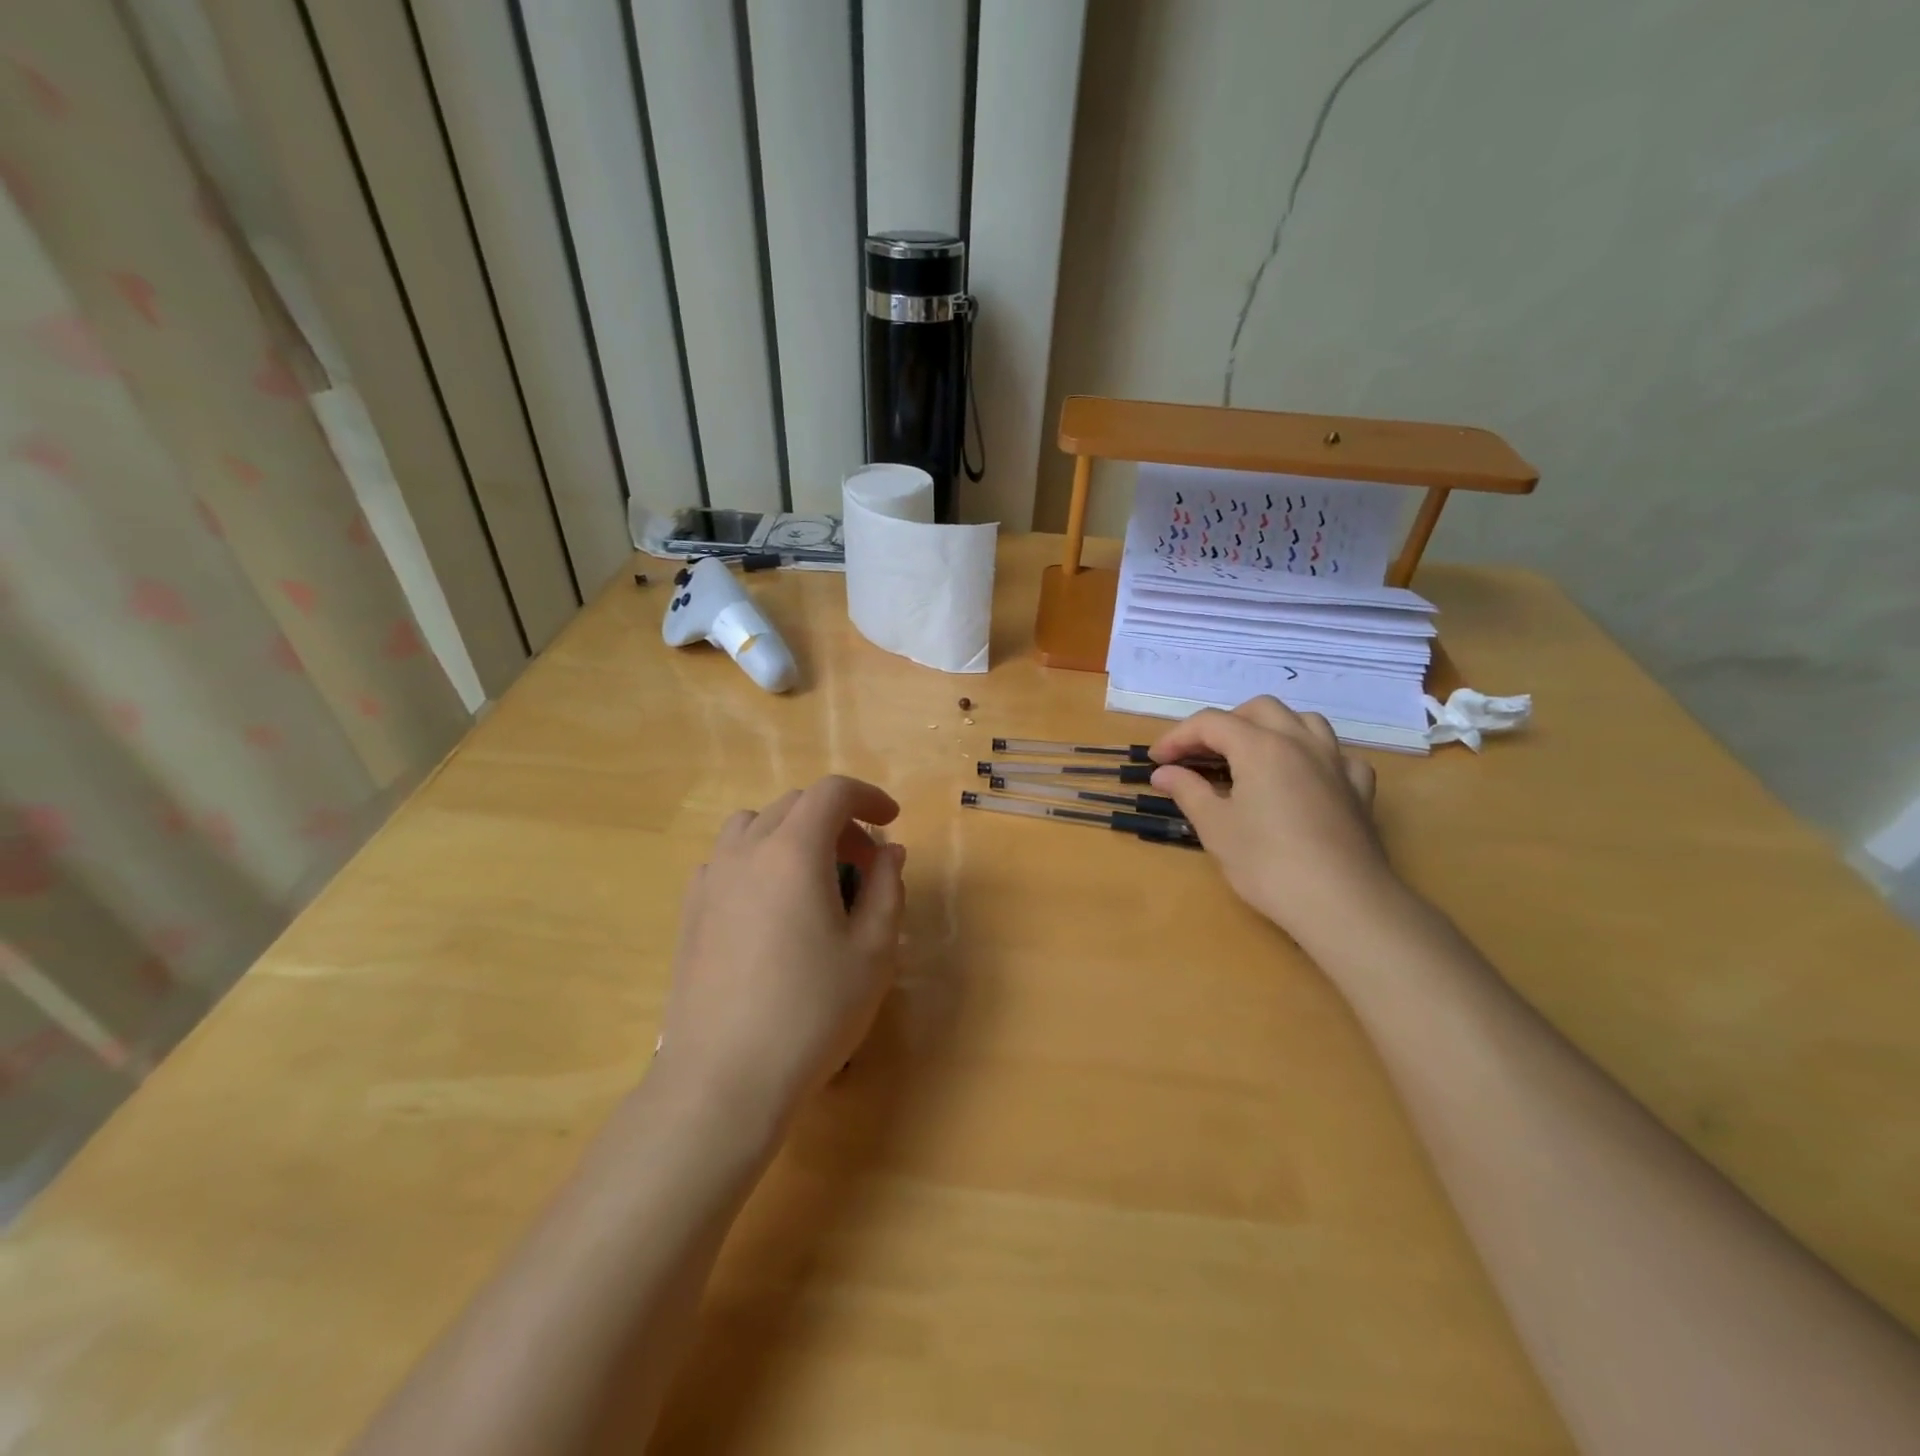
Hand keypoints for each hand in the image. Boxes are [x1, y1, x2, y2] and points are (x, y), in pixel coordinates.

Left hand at [653, 776, 906, 1132]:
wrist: (724, 1079)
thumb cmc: (812, 1013)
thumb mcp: (873, 952)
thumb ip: (886, 889)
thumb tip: (888, 853)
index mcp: (793, 851)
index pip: (832, 793)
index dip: (868, 797)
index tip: (892, 821)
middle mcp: (746, 851)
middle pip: (794, 805)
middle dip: (836, 820)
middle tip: (862, 863)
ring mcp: (710, 879)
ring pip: (754, 825)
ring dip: (792, 834)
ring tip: (813, 878)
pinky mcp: (690, 911)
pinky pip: (727, 859)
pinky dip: (758, 859)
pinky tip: (770, 907)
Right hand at [1149, 697, 1400, 947]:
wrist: (1342, 904)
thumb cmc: (1267, 864)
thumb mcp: (1215, 827)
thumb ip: (1188, 791)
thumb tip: (1164, 772)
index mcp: (1260, 746)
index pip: (1210, 723)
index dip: (1178, 737)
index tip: (1157, 761)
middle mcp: (1300, 742)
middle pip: (1259, 709)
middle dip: (1225, 724)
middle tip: (1201, 755)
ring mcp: (1335, 763)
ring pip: (1304, 721)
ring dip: (1272, 728)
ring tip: (1251, 755)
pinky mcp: (1359, 790)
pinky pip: (1336, 756)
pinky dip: (1314, 757)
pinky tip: (1305, 778)